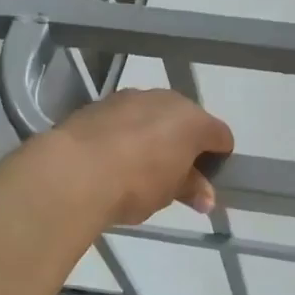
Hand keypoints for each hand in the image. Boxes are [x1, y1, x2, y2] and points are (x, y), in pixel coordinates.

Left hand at [52, 88, 234, 226]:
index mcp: (193, 121)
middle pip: (187, 121)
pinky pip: (125, 118)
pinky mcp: (100, 103)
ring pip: (154, 115)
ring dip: (154, 135)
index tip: (206, 180)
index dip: (219, 158)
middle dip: (184, 144)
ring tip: (138, 166)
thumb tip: (205, 197)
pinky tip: (112, 157)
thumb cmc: (135, 184)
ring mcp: (132, 97)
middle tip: (173, 174)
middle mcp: (167, 100)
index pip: (221, 136)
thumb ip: (191, 189)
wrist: (73, 172)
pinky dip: (125, 132)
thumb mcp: (170, 193)